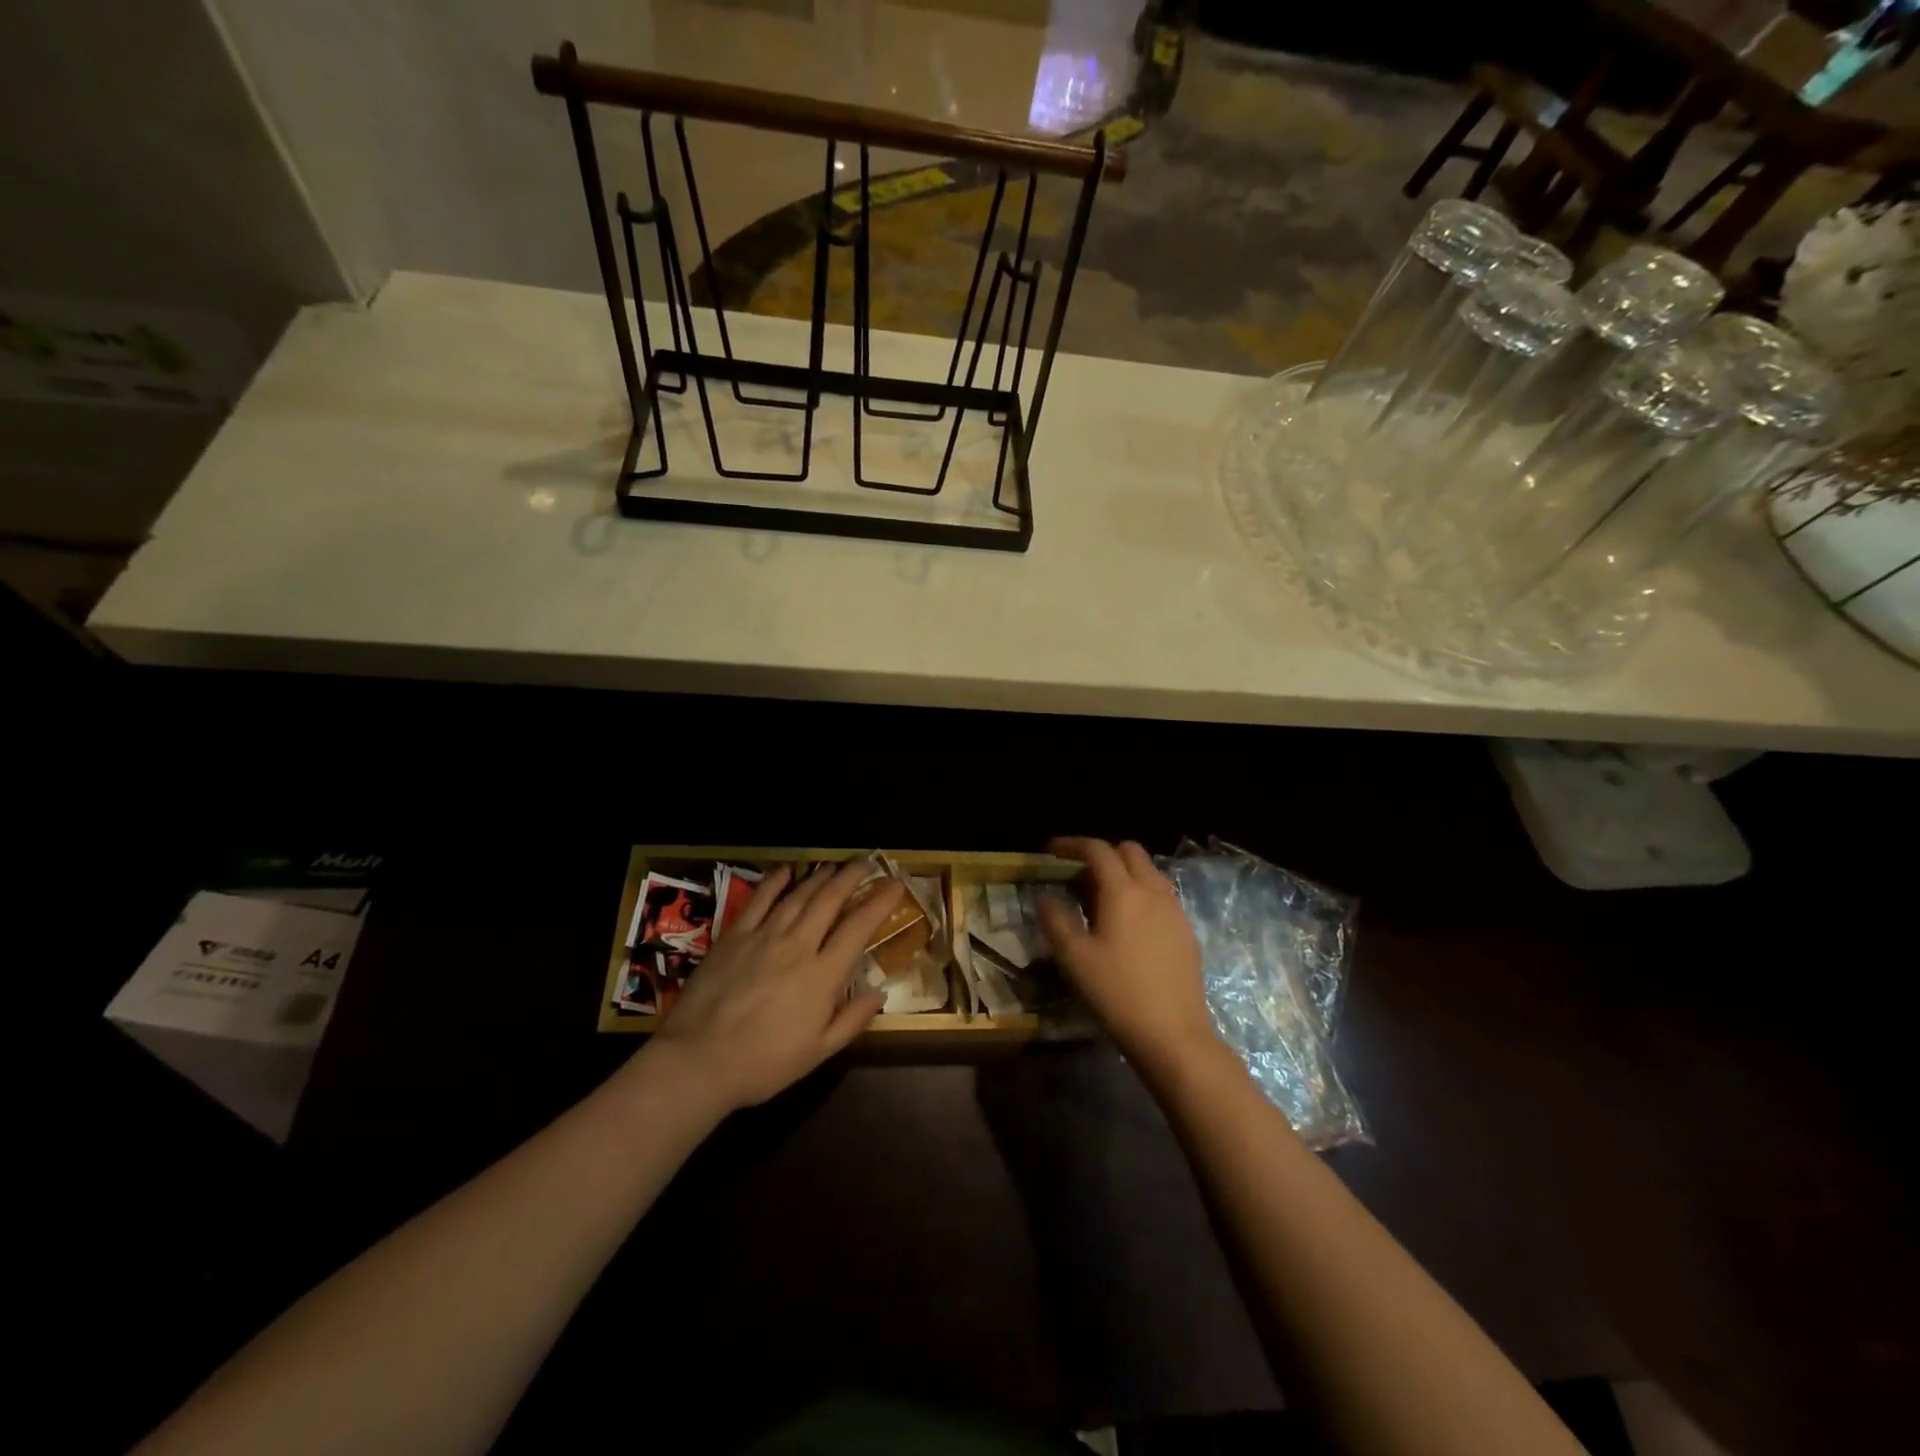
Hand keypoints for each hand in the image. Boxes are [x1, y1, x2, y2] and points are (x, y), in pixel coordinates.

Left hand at [646, 863, 904, 1111]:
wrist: (698, 1061)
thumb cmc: (763, 1064)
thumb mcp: (817, 1052)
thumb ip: (851, 1020)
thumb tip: (878, 992)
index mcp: (822, 975)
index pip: (859, 927)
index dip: (880, 902)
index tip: (896, 884)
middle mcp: (797, 945)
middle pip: (829, 900)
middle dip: (851, 877)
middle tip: (867, 864)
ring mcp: (764, 936)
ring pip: (798, 896)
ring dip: (820, 877)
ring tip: (834, 867)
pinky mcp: (734, 936)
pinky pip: (759, 900)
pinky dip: (775, 882)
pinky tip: (786, 871)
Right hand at [1039, 837, 1220, 1079]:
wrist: (1174, 1035)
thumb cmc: (1118, 993)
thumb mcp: (1075, 959)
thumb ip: (1056, 921)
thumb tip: (1045, 897)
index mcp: (1123, 891)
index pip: (1098, 850)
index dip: (1072, 844)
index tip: (1051, 852)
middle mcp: (1153, 891)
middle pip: (1130, 851)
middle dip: (1102, 853)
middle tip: (1078, 873)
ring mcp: (1175, 911)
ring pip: (1149, 872)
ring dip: (1124, 872)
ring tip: (1102, 897)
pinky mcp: (1186, 932)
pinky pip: (1162, 896)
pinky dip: (1141, 894)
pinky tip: (1129, 924)